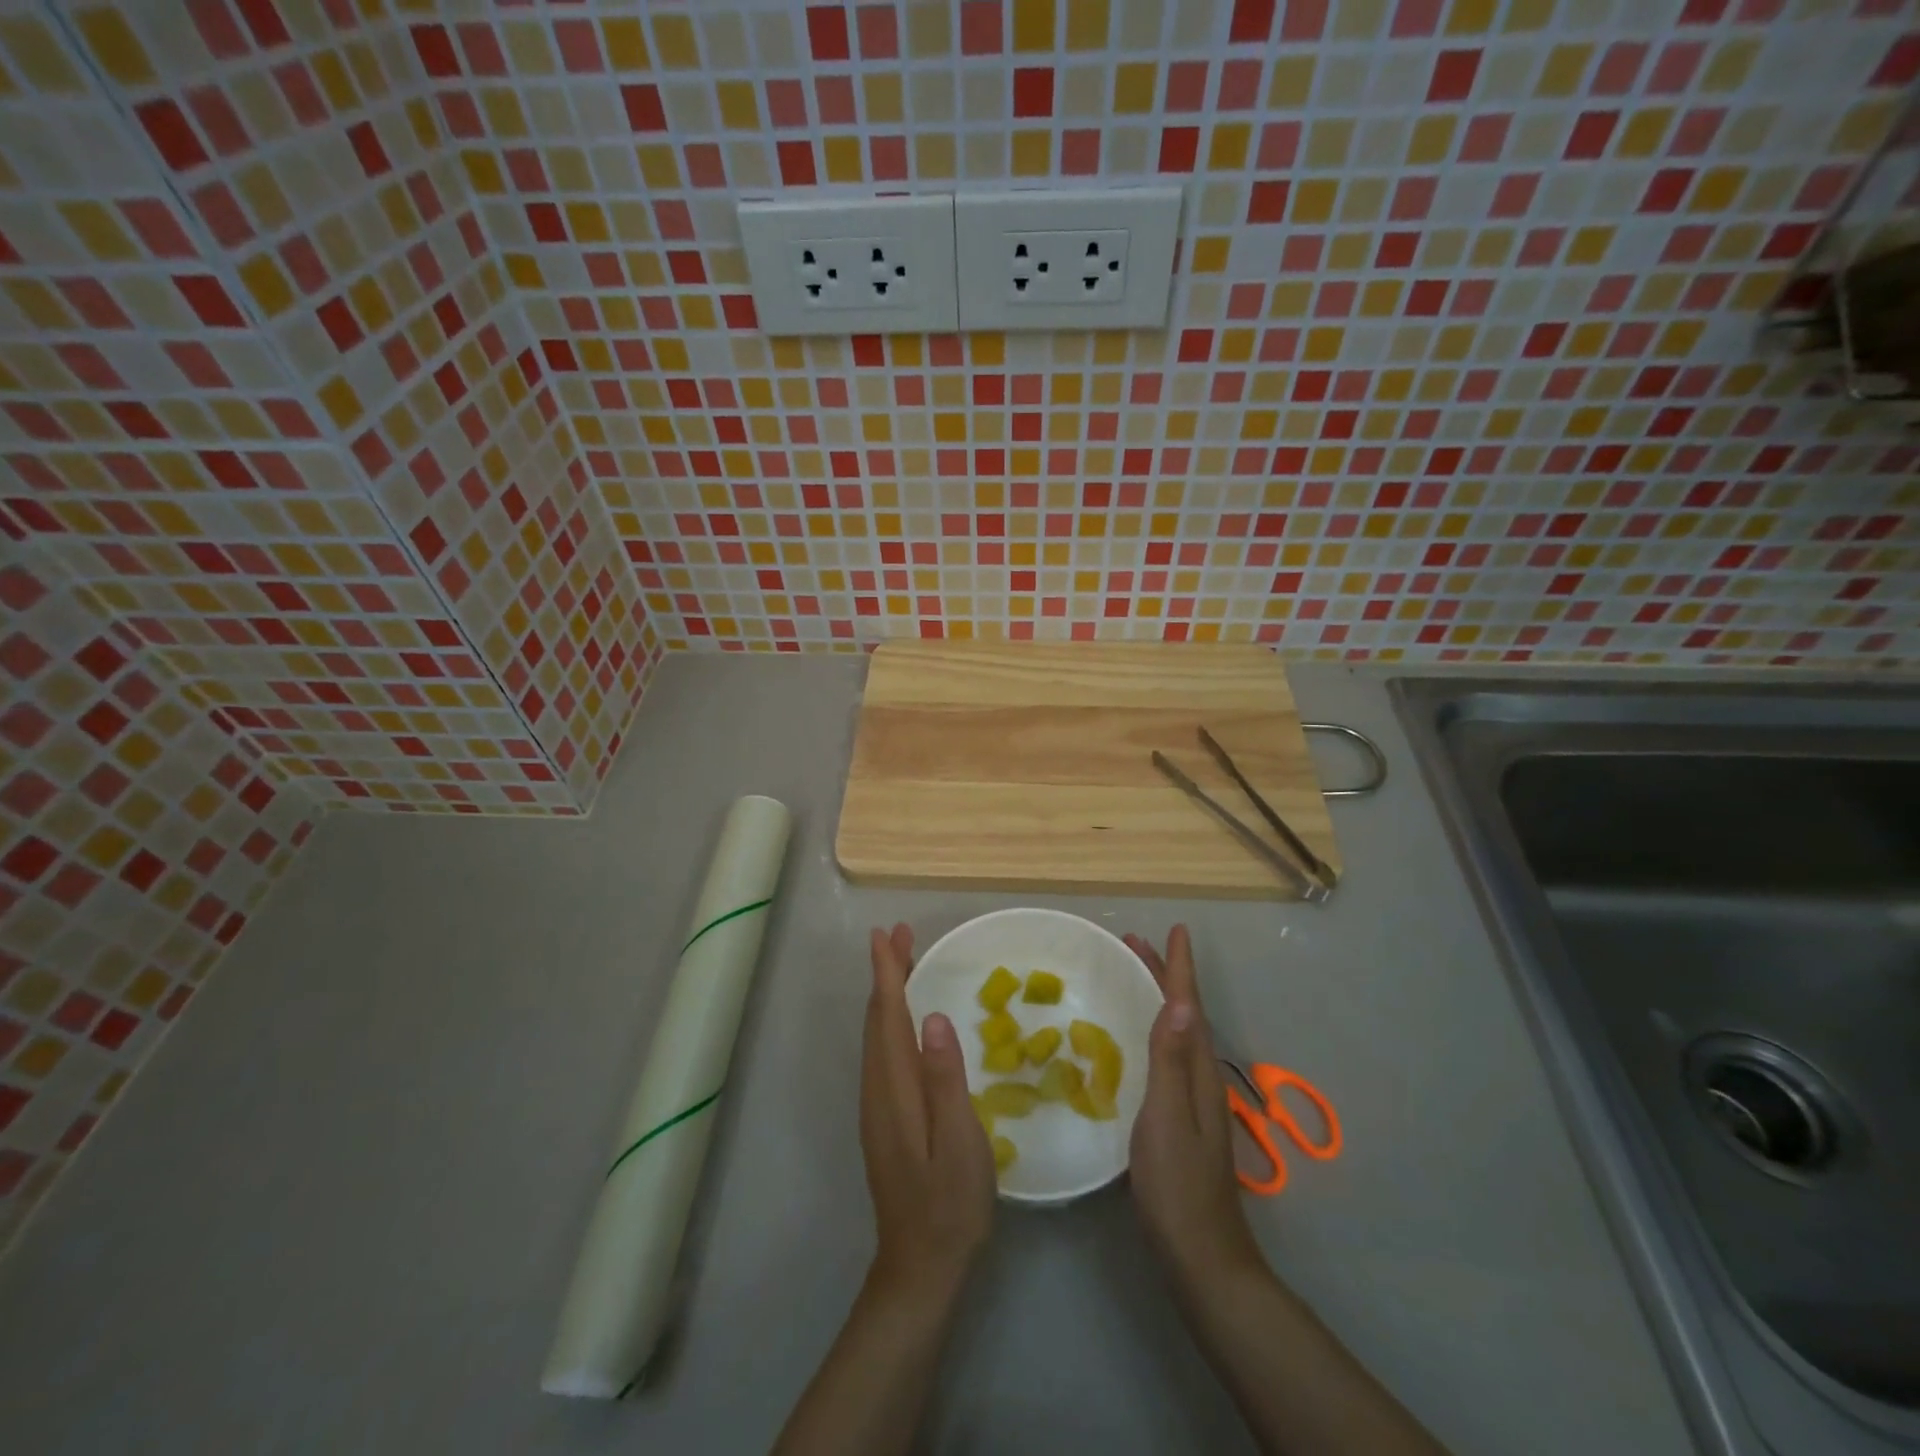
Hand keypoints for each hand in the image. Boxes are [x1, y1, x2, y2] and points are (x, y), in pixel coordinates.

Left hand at [859, 924, 995, 1299]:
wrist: (919, 1266)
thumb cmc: (949, 1205)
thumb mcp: (960, 1143)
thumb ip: (946, 1079)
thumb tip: (931, 1017)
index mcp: (895, 1088)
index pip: (888, 1016)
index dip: (887, 972)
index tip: (886, 934)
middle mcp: (877, 1089)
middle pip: (877, 1019)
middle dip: (885, 973)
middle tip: (899, 934)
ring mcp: (877, 1105)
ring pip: (877, 1035)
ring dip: (887, 994)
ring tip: (903, 963)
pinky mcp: (883, 1118)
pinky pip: (883, 1052)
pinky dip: (890, 1020)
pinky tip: (906, 1020)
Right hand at [1124, 926, 1262, 1292]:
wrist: (1201, 1256)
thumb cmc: (1177, 1185)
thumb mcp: (1166, 1118)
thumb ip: (1171, 1060)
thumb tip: (1182, 1001)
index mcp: (1198, 1072)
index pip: (1191, 1007)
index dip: (1181, 969)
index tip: (1175, 930)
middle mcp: (1201, 1079)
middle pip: (1185, 1014)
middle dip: (1165, 975)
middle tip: (1136, 944)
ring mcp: (1194, 1101)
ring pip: (1178, 1033)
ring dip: (1160, 998)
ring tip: (1136, 977)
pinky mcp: (1182, 1119)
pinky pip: (1169, 1055)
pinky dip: (1155, 1030)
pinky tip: (1138, 1040)